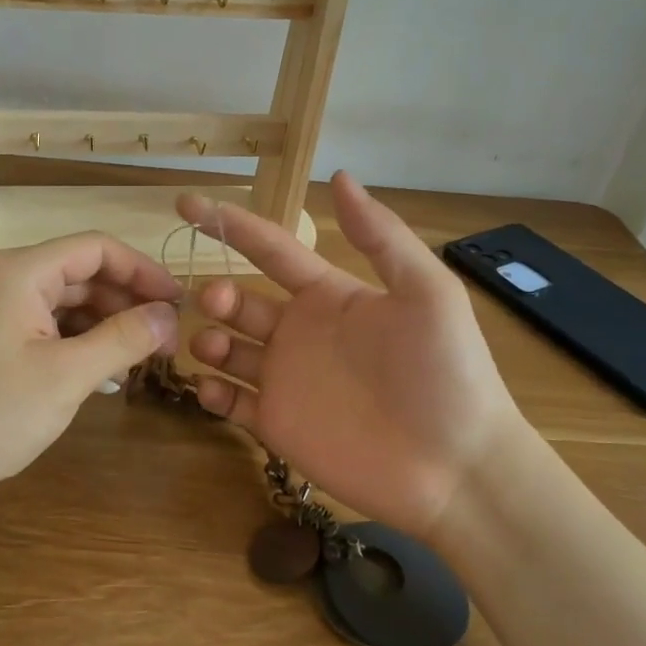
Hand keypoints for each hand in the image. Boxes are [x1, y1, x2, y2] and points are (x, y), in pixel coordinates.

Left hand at [0, 234, 182, 502]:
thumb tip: (170, 316)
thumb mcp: (68, 376)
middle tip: (166, 334)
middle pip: (82, 272)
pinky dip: (79, 339)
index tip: (178, 301)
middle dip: (126, 300)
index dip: (142, 270)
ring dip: (105, 322)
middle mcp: (5, 276)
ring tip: (140, 355)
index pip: (96, 248)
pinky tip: (104, 369)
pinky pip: (48, 322)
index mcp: (20, 271)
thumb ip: (124, 339)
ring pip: (67, 299)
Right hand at [178, 173, 533, 541]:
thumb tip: (339, 175)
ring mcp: (286, 380)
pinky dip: (212, 392)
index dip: (230, 225)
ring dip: (208, 340)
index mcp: (328, 295)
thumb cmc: (445, 374)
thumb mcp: (427, 293)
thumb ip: (381, 236)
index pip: (270, 249)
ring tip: (210, 345)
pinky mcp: (277, 425)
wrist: (458, 470)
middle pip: (240, 301)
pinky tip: (210, 388)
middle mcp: (300, 332)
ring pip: (227, 349)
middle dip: (216, 293)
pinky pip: (231, 403)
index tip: (186, 204)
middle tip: (213, 299)